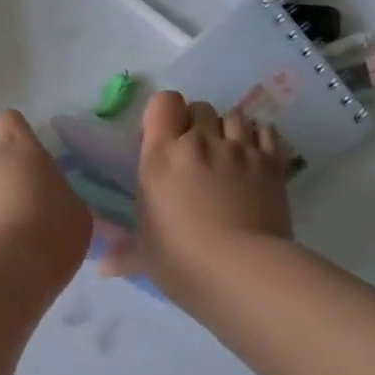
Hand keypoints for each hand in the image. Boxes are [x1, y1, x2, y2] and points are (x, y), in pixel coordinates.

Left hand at [0, 109, 91, 285]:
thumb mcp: (75, 212)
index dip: (16, 134)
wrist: (3, 270)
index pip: (10, 120)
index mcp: (21, 150)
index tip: (29, 157)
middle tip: (5, 182)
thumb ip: (59, 196)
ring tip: (0, 226)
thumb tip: (51, 200)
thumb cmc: (51, 233)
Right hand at [99, 92, 292, 303]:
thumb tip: (102, 266)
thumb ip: (124, 252)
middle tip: (195, 156)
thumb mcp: (145, 257)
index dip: (165, 115)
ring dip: (228, 131)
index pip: (164, 102)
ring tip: (227, 158)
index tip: (163, 141)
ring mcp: (240, 149)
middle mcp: (200, 141)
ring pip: (235, 117)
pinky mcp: (272, 163)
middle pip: (200, 108)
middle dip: (197, 125)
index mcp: (161, 155)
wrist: (243, 272)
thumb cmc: (182, 261)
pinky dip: (259, 140)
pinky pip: (267, 132)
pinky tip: (255, 160)